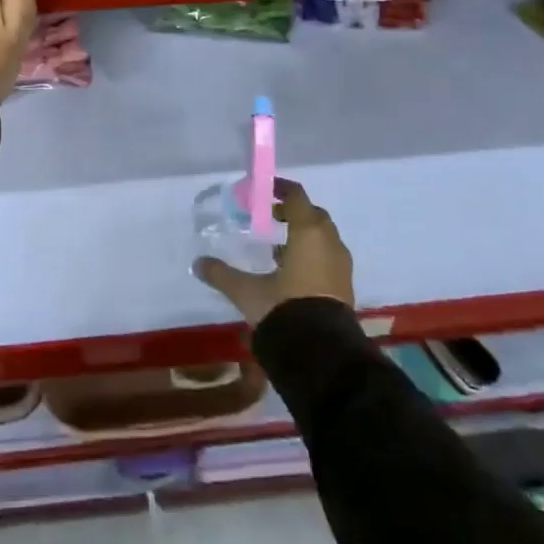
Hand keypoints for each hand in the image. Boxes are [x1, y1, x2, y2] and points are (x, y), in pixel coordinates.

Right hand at [194, 182, 354, 325]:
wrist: (322, 353)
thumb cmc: (284, 308)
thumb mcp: (247, 291)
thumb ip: (222, 274)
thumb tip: (198, 264)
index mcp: (308, 232)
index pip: (297, 197)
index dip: (282, 189)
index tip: (266, 189)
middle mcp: (329, 243)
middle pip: (314, 215)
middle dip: (294, 213)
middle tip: (272, 217)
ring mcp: (341, 266)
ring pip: (324, 238)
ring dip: (305, 236)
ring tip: (279, 248)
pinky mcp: (345, 287)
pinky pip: (329, 258)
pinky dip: (314, 256)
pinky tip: (294, 272)